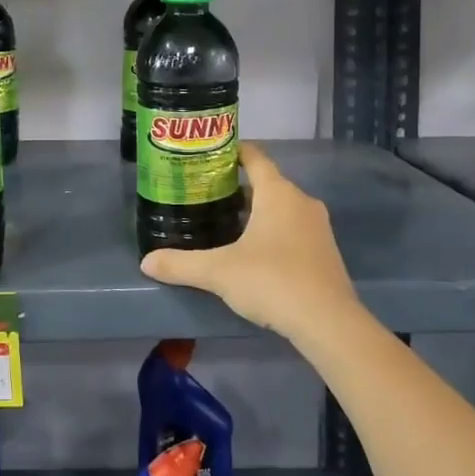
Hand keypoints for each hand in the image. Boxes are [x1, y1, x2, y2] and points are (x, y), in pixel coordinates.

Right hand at [139, 141, 359, 344]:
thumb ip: (181, 264)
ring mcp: (318, 228)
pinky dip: (274, 233)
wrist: (328, 323)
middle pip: (267, 184)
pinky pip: (294, 231)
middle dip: (239, 189)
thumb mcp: (218, 272)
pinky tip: (255, 255)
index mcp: (278, 193)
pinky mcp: (326, 253)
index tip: (211, 155)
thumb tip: (146, 262)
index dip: (234, 152)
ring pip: (282, 209)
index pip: (255, 158)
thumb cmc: (272, 281)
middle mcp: (301, 202)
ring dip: (258, 213)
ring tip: (226, 225)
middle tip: (207, 197)